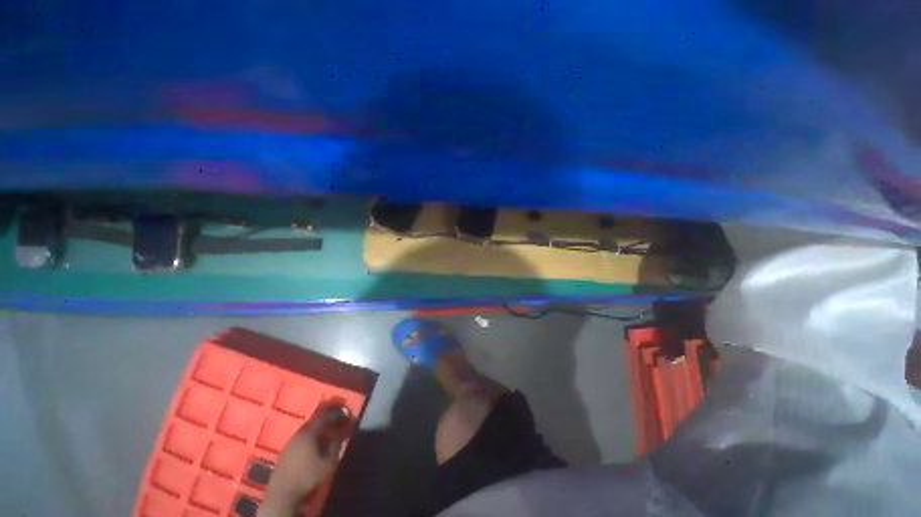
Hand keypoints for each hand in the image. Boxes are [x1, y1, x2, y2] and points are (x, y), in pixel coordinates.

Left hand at [258, 406, 348, 516]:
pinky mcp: (286, 451)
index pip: (324, 415)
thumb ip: (337, 443)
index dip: (336, 412)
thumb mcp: (328, 461)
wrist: (283, 494)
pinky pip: (302, 436)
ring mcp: (290, 442)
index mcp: (309, 432)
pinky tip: (317, 441)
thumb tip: (344, 429)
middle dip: (328, 417)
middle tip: (339, 418)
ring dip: (320, 426)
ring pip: (308, 428)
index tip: (346, 412)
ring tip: (330, 429)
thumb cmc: (308, 476)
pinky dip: (312, 434)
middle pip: (315, 420)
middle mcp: (299, 433)